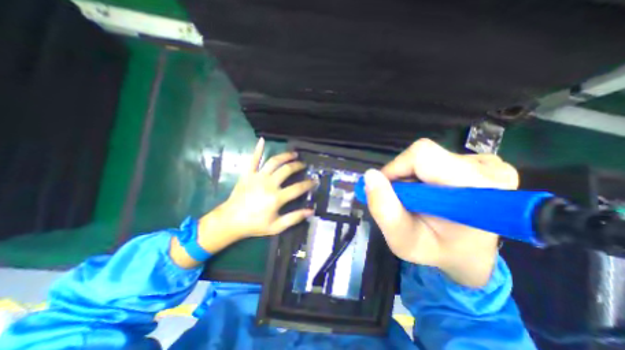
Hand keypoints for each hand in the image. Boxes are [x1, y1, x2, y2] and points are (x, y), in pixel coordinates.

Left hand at [170, 136, 312, 267]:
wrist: (230, 221)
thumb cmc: (255, 225)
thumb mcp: (276, 227)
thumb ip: (294, 218)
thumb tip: (310, 211)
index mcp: (276, 197)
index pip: (298, 188)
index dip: (308, 184)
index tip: (314, 181)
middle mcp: (269, 184)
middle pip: (287, 170)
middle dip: (298, 166)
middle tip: (303, 165)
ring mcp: (257, 177)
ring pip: (274, 161)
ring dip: (285, 156)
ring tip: (294, 154)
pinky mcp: (248, 174)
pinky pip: (253, 159)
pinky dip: (258, 149)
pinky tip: (262, 140)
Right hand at [365, 138, 519, 284]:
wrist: (468, 252)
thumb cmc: (436, 250)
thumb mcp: (403, 241)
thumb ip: (384, 210)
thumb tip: (370, 175)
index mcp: (473, 190)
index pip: (422, 155)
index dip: (396, 168)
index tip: (388, 191)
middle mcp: (488, 170)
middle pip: (422, 155)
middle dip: (402, 175)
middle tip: (403, 200)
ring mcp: (488, 164)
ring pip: (427, 156)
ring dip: (412, 176)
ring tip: (418, 199)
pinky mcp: (481, 162)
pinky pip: (436, 158)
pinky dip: (422, 174)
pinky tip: (430, 192)